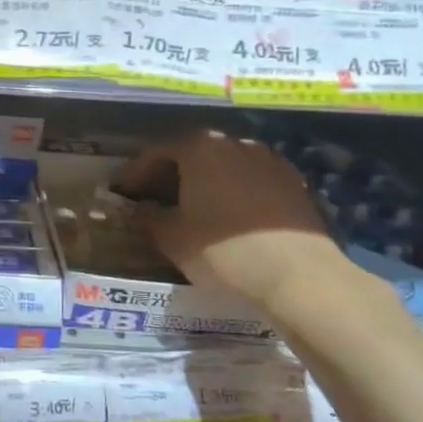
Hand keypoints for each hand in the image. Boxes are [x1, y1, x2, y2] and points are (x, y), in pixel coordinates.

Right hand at [115, 130, 345, 316]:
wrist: (301, 277)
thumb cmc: (224, 252)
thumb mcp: (172, 238)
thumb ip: (149, 217)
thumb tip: (140, 208)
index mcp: (199, 148)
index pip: (156, 153)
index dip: (134, 173)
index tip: (121, 191)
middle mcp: (234, 143)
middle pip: (192, 154)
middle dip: (170, 174)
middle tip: (153, 198)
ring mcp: (269, 161)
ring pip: (224, 166)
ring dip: (204, 182)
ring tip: (191, 207)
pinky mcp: (295, 183)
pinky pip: (251, 181)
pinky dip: (234, 192)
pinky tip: (229, 217)